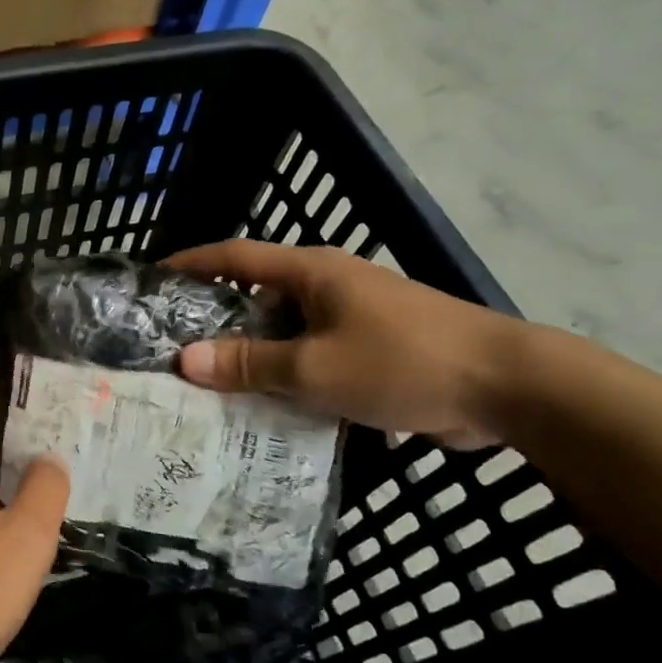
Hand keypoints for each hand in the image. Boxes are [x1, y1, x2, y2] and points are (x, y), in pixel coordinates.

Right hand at [166, 240, 525, 447]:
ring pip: (285, 331)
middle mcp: (329, 285)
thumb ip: (250, 363)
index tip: (153, 278)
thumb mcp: (314, 368)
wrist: (508, 386)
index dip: (192, 263)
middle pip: (256, 294)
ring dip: (252, 354)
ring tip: (211, 383)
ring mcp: (354, 316)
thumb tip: (186, 360)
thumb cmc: (402, 362)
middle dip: (215, 318)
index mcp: (311, 272)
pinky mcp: (374, 348)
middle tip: (174, 347)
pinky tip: (268, 406)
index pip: (236, 255)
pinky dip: (288, 375)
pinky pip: (314, 356)